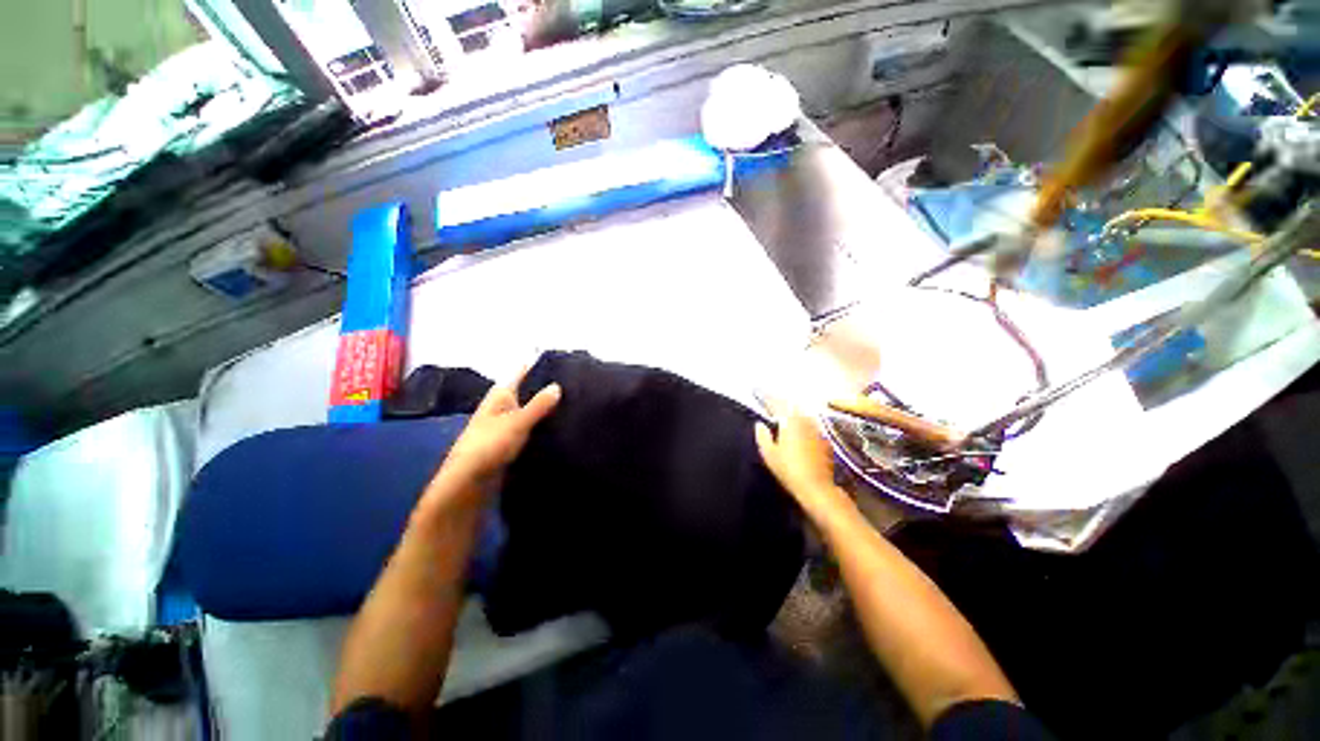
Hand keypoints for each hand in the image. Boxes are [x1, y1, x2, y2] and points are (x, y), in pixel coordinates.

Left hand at [427, 368, 561, 509]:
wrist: (468, 483)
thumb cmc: (489, 445)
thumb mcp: (517, 422)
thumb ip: (538, 405)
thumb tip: (557, 385)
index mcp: (500, 395)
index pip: (521, 373)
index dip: (539, 367)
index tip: (564, 364)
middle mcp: (502, 406)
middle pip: (528, 392)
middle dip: (548, 389)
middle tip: (578, 386)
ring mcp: (506, 425)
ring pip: (530, 411)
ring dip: (547, 410)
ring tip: (575, 404)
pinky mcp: (510, 442)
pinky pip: (531, 428)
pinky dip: (543, 426)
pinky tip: (561, 427)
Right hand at [754, 403, 852, 520]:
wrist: (817, 487)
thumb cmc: (788, 470)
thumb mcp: (769, 454)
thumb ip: (763, 436)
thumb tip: (760, 424)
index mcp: (789, 421)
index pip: (776, 403)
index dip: (765, 396)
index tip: (756, 390)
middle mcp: (804, 420)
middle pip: (791, 405)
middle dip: (780, 400)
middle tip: (770, 399)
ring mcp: (816, 429)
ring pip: (802, 413)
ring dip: (792, 409)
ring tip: (783, 410)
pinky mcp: (823, 440)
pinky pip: (810, 424)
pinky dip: (802, 421)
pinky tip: (799, 427)